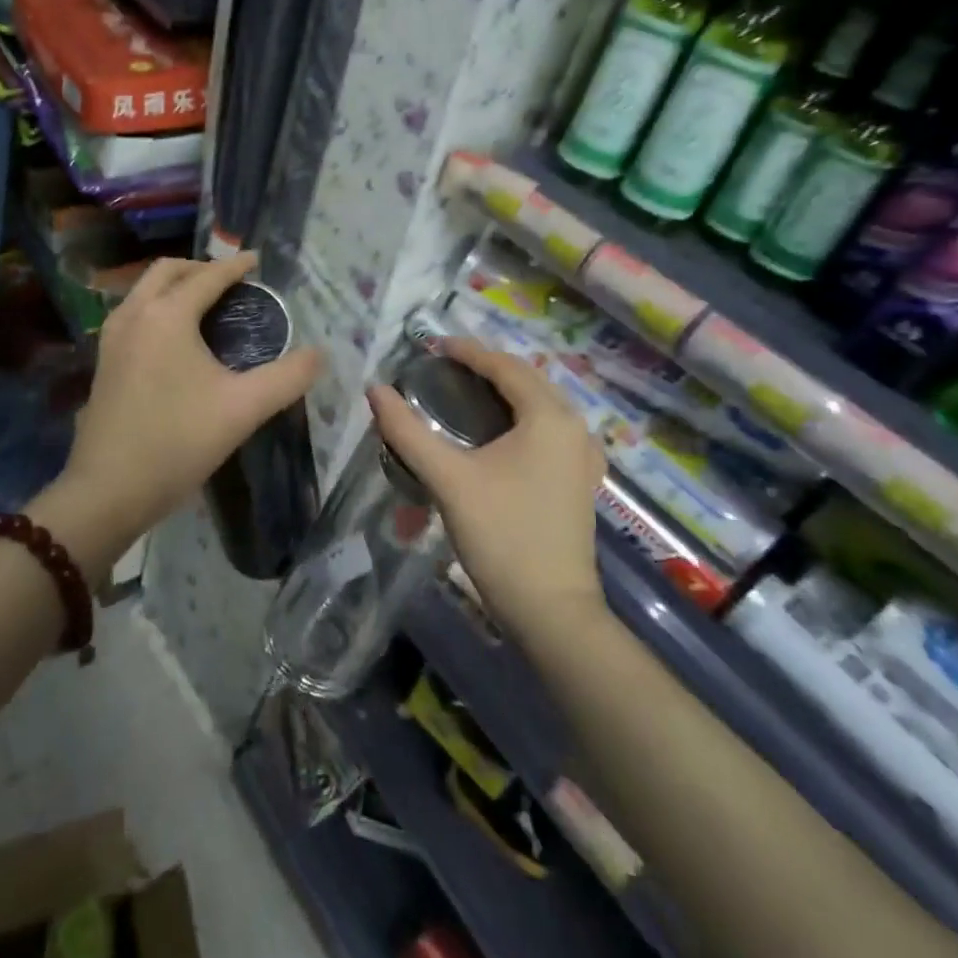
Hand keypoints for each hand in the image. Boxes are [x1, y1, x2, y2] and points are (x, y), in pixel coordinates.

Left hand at [32, 252, 321, 582]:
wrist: (108, 490)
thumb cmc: (178, 442)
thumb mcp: (244, 409)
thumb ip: (288, 378)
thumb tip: (319, 354)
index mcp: (167, 315)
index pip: (207, 277)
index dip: (236, 266)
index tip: (257, 260)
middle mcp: (135, 315)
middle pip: (167, 271)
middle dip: (200, 268)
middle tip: (231, 281)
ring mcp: (112, 337)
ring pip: (144, 291)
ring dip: (174, 285)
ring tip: (204, 303)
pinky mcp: (103, 361)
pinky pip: (133, 313)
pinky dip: (156, 306)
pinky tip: (173, 337)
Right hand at [368, 338, 605, 641]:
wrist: (552, 612)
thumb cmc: (502, 536)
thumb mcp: (448, 479)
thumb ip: (408, 431)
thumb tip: (375, 390)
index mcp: (549, 417)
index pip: (505, 366)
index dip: (468, 351)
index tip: (432, 345)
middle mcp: (574, 427)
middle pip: (527, 380)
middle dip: (487, 367)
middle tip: (444, 367)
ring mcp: (583, 456)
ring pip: (540, 405)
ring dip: (504, 391)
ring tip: (465, 391)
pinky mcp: (580, 480)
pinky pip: (548, 429)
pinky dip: (519, 417)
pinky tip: (496, 431)